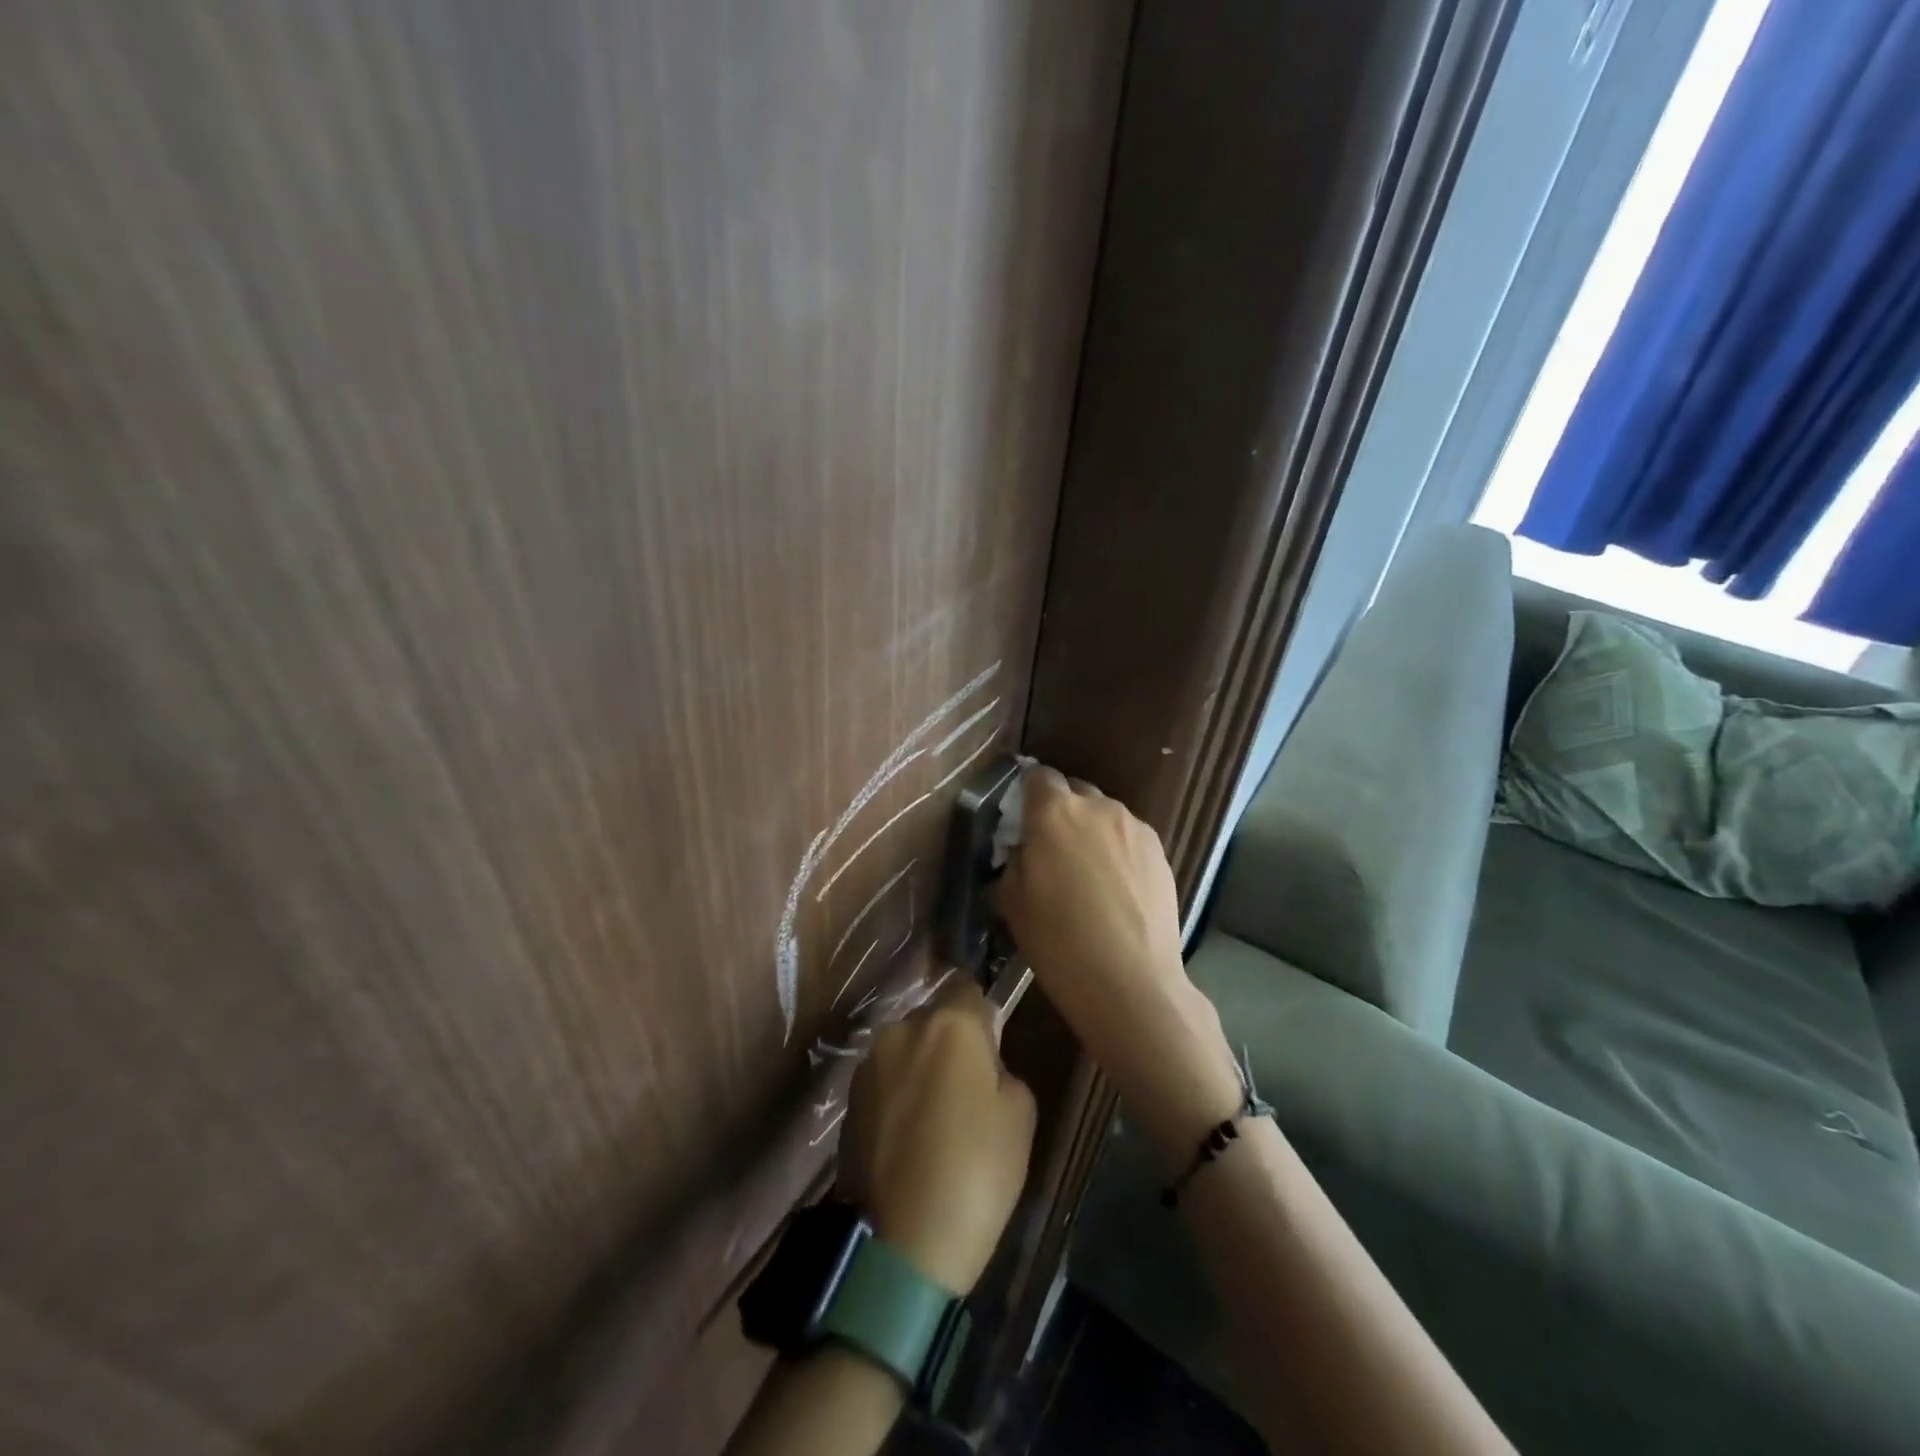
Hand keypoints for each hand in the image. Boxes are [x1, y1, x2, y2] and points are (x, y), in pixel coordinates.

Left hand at [836, 982, 1035, 1293]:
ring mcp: (869, 1063)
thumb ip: (1003, 1069)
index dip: (983, 1016)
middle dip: (951, 1043)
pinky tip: (909, 1139)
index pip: (969, 988)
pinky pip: (885, 1080)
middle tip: (969, 1093)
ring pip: (907, 1049)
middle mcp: (902, 1029)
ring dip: (922, 1068)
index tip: (992, 1049)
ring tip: (936, 1122)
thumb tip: (983, 1065)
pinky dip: (899, 1096)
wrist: (900, 1245)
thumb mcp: (1020, 1117)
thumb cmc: (974, 1173)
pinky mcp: (848, 1099)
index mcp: (949, 1024)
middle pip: (935, 1019)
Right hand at [996, 769, 1240, 1153]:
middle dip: (1061, 812)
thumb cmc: (1058, 942)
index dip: (1029, 795)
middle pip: (1074, 792)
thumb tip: (1024, 848)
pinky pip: (1129, 837)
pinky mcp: (1160, 850)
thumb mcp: (1012, 901)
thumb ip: (1015, 860)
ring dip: (1092, 832)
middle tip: (1054, 851)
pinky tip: (1116, 888)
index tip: (1023, 821)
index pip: (1038, 777)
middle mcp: (1097, 806)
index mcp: (1054, 812)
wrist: (1130, 980)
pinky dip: (1118, 851)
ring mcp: (1134, 826)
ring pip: (1104, 815)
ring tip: (1089, 875)